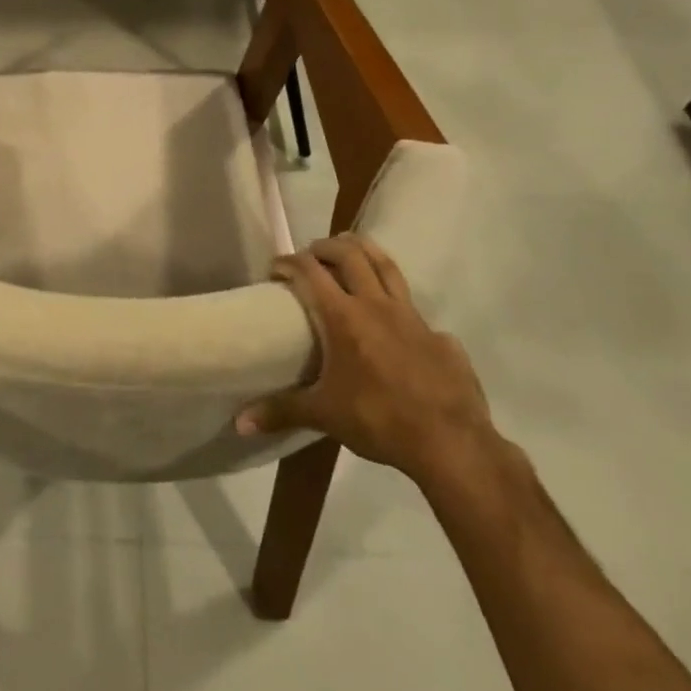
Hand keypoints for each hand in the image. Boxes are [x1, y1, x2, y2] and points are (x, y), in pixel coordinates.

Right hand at [237, 234, 496, 485]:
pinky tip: (393, 321)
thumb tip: (240, 423)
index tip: (275, 269)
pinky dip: (397, 302)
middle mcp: (376, 305)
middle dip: (325, 247)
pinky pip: (414, 308)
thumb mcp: (324, 415)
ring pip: (386, 265)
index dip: (289, 262)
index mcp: (343, 316)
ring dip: (364, 251)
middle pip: (349, 254)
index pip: (309, 271)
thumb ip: (281, 411)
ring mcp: (412, 316)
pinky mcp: (439, 335)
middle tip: (310, 254)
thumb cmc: (379, 420)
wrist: (451, 443)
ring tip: (350, 249)